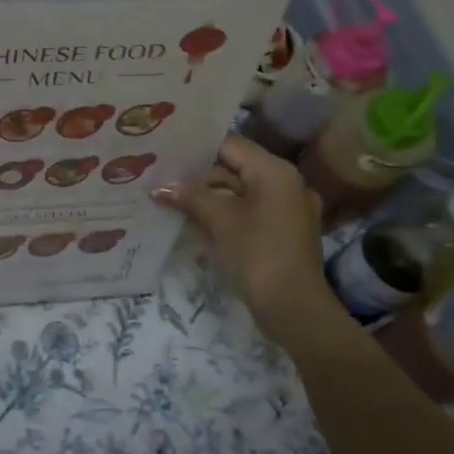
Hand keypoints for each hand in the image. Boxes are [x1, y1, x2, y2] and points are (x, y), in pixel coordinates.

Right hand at [153, 134, 350, 350]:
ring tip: (172, 197)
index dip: (195, 145)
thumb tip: (159, 186)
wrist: (294, 309)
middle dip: (198, 174)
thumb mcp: (219, 220)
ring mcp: (287, 208)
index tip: (165, 148)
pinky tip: (195, 218)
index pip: (229, 144)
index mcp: (274, 171)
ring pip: (240, 190)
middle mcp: (286, 182)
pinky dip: (225, 211)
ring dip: (209, 195)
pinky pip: (250, 210)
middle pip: (234, 166)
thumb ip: (189, 196)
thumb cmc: (257, 254)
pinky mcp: (283, 230)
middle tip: (161, 175)